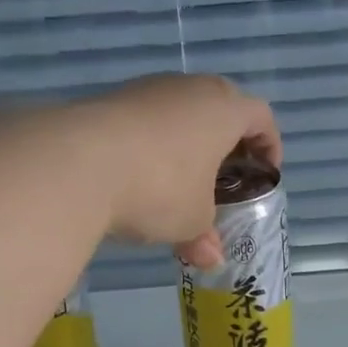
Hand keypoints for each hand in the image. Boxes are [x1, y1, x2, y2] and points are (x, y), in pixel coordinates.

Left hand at [74, 75, 280, 267]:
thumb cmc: (160, 187)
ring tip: (179, 180)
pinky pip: (146, 119)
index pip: (261, 116)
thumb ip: (206, 235)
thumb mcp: (191, 221)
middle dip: (227, 141)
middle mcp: (190, 89)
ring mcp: (148, 90)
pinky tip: (140, 175)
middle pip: (221, 106)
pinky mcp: (112, 100)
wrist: (78, 162)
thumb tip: (211, 257)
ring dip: (187, 142)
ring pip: (180, 111)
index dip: (269, 145)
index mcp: (224, 109)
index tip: (264, 173)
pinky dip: (153, 143)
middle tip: (224, 174)